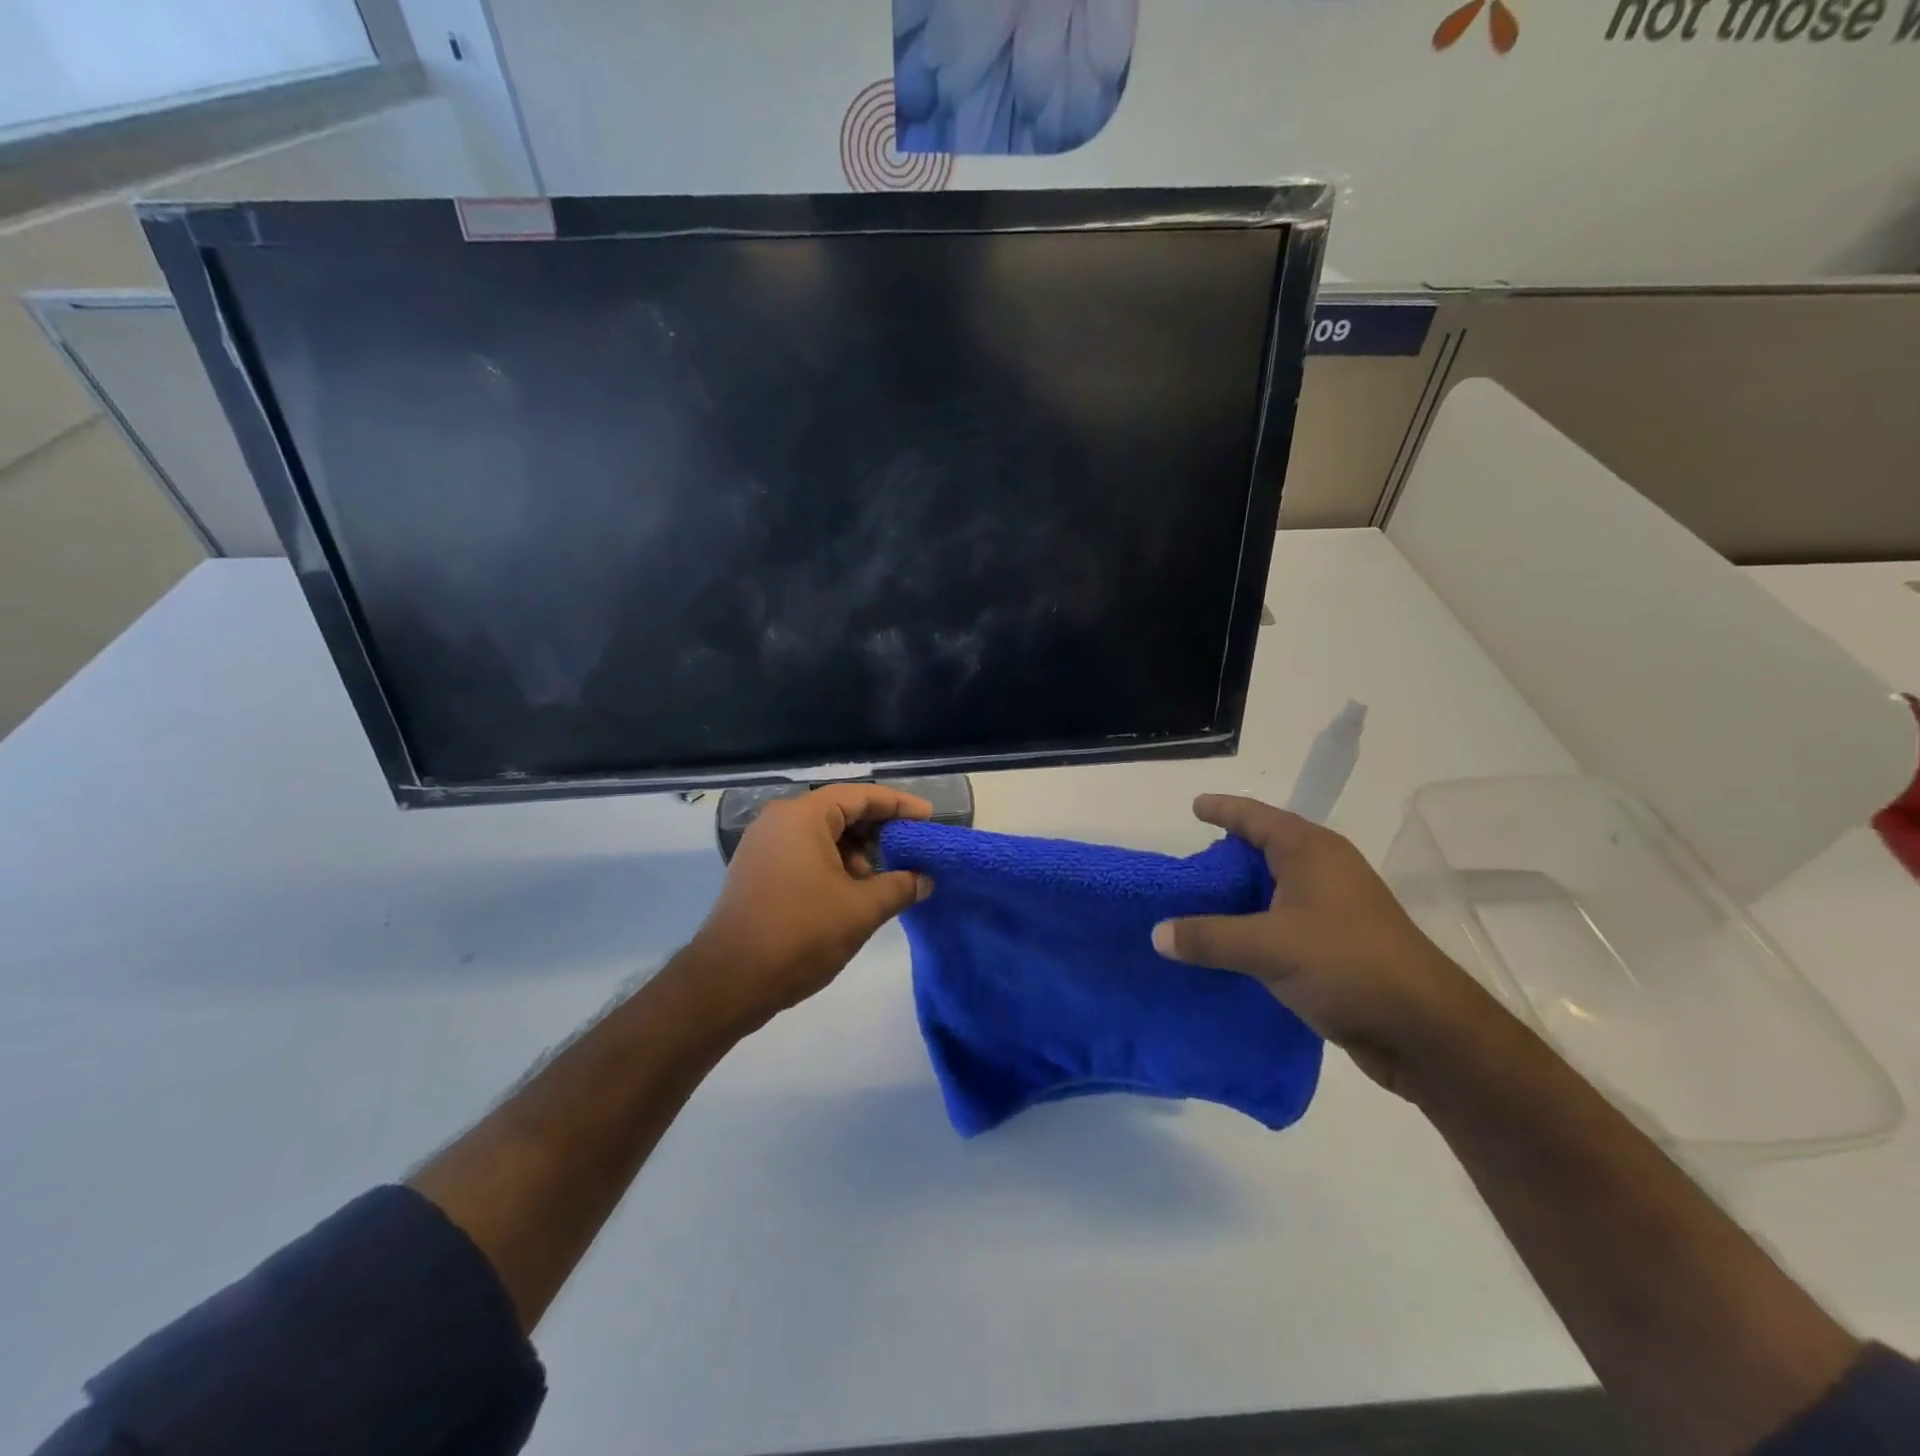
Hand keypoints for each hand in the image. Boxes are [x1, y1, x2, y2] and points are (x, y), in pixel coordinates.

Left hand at [687, 783, 933, 1029]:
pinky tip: (851, 893)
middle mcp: (778, 821)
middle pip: (839, 812)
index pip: (860, 796)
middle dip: (877, 831)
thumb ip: (899, 887)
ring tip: (881, 881)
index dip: (899, 805)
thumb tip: (925, 879)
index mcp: (802, 816)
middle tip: (910, 850)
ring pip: (821, 836)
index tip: (928, 818)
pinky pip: (803, 854)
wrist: (729, 981)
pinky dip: (832, 865)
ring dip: (855, 853)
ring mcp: (762, 847)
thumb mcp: (861, 910)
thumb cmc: (800, 934)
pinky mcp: (756, 872)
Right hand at [1153, 794, 1496, 1097]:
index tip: (1194, 807)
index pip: (1256, 817)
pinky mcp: (1339, 945)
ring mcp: (1336, 909)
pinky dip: (1256, 927)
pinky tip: (1231, 946)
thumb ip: (1209, 937)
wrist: (1425, 1030)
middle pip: (1266, 850)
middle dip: (1228, 856)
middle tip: (1187, 868)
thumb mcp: (1268, 947)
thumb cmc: (1347, 965)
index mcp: (1311, 851)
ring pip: (1276, 890)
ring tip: (1200, 906)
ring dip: (1241, 896)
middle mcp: (1325, 871)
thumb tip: (1157, 934)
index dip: (1223, 810)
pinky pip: (1285, 922)